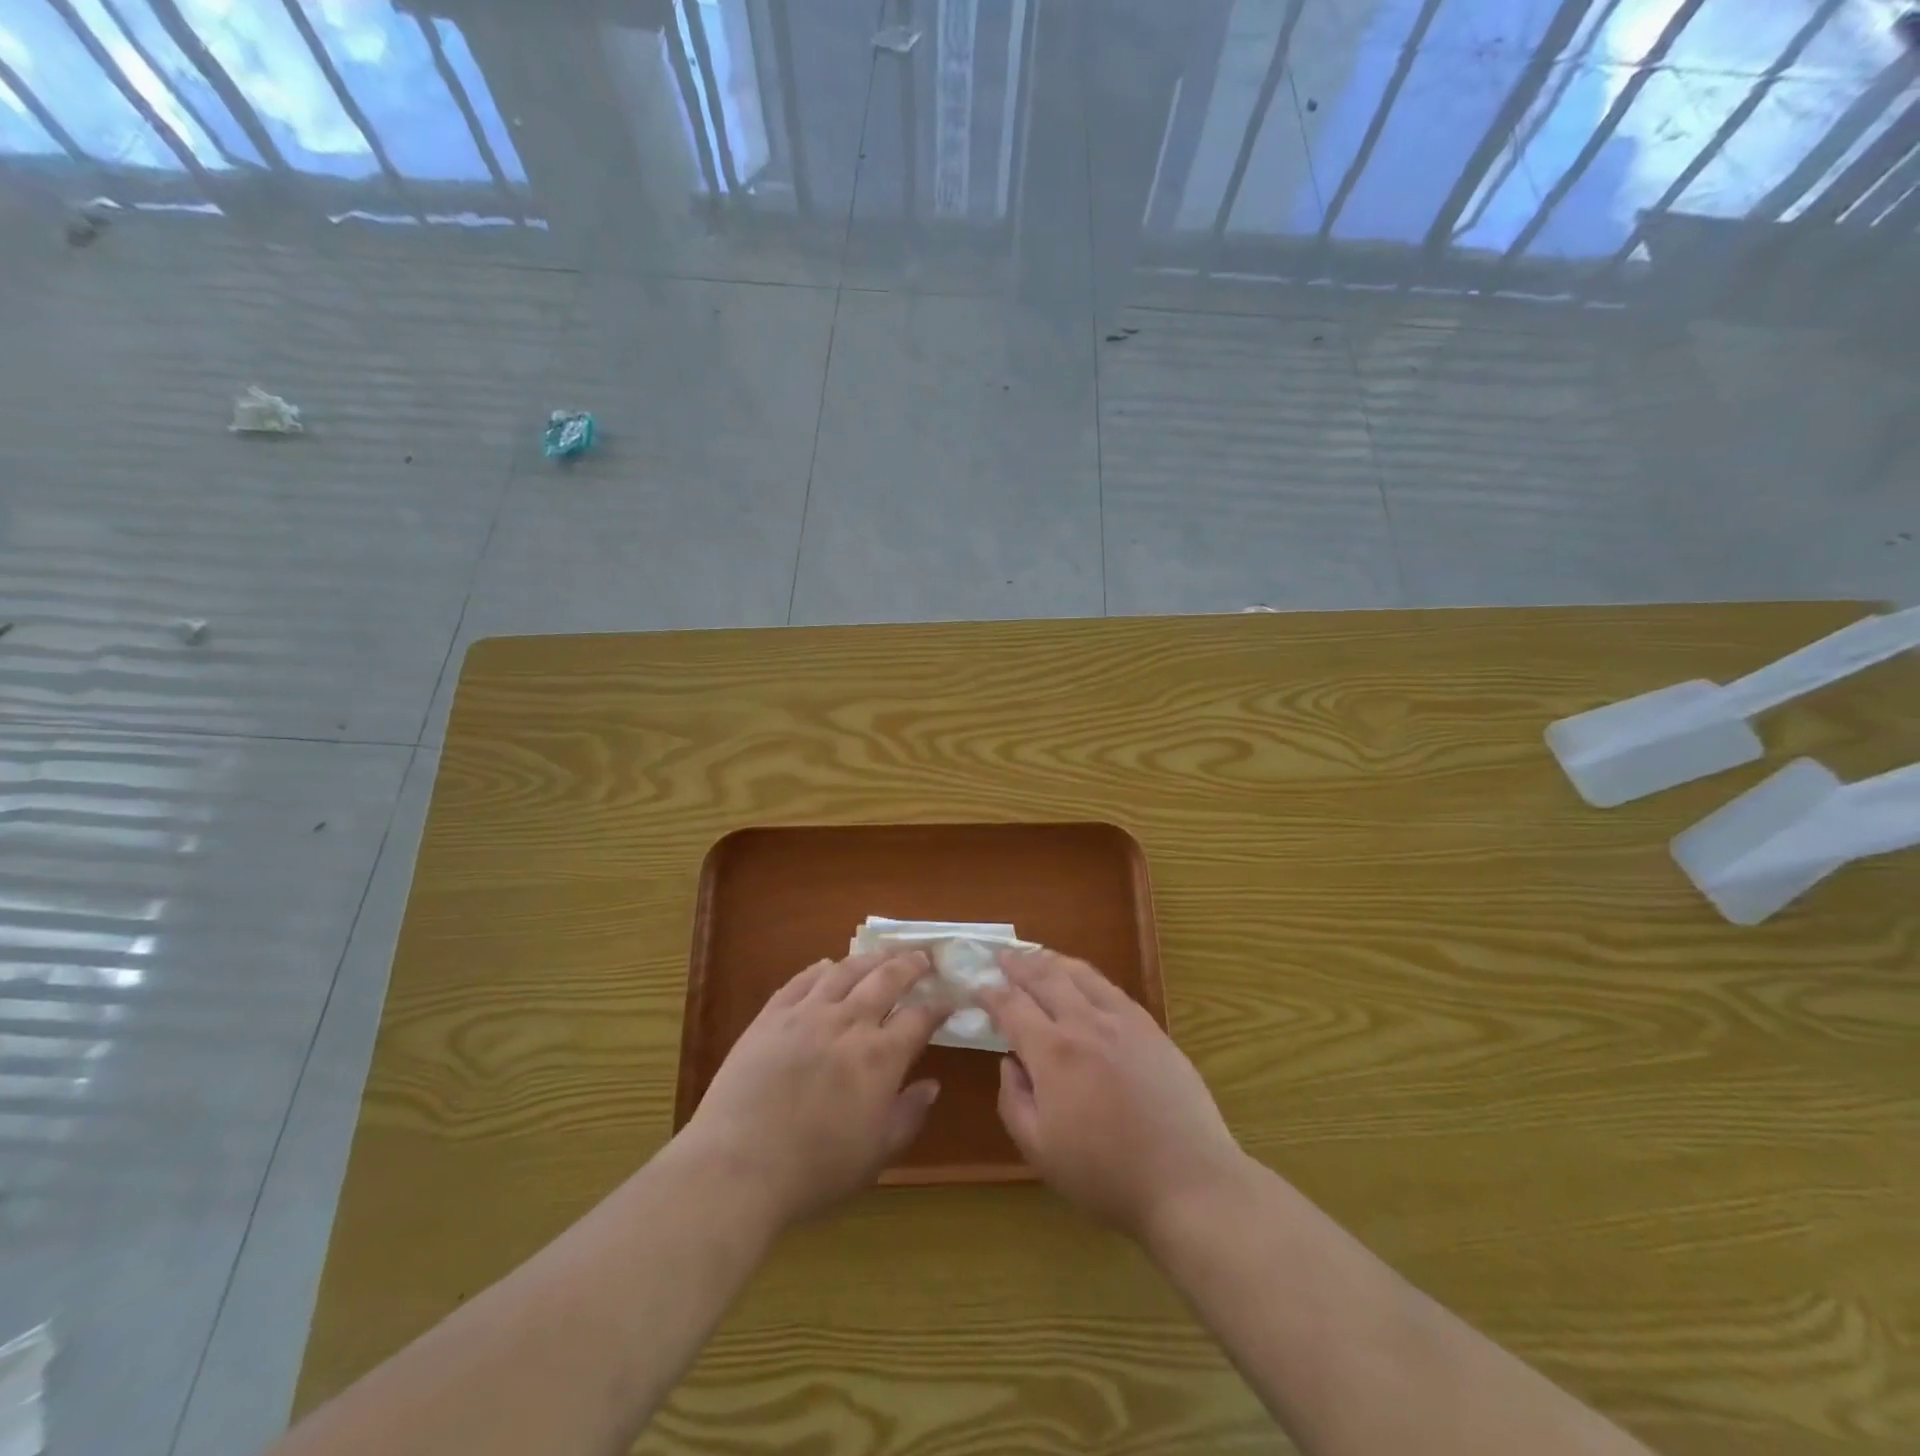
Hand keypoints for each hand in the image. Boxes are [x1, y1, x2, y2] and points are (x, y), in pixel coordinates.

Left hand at [680, 950, 946, 1229]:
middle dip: (910, 965)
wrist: (737, 1167)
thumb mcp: (876, 1155)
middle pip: (887, 979)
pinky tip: (828, 966)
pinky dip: (821, 969)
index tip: (948, 1000)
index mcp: (880, 1057)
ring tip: (882, 954)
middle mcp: (849, 1023)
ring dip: (870, 958)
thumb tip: (931, 1085)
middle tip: (923, 957)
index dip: (938, 1006)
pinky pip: (802, 980)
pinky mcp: (772, 1016)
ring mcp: (807, 1014)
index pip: (919, 1017)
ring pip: (846, 970)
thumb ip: (908, 1115)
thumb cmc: (814, 1171)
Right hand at [979, 950, 1249, 1242]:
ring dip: (1052, 961)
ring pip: (1080, 974)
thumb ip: (1013, 1101)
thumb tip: (1009, 1062)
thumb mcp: (1039, 1151)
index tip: (976, 987)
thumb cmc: (1106, 1175)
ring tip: (1036, 956)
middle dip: (1018, 964)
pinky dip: (1087, 976)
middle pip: (1045, 977)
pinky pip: (1111, 988)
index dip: (990, 993)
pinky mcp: (1150, 1028)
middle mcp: (1084, 1023)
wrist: (1187, 1180)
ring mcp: (1122, 1020)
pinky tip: (1083, 981)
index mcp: (1053, 1052)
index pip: (1012, 1006)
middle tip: (1001, 957)